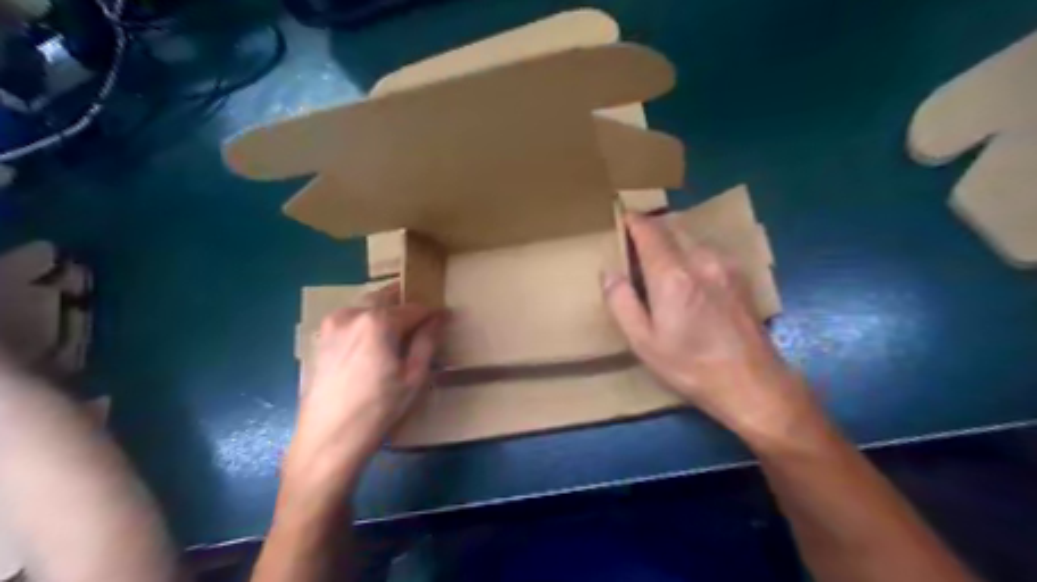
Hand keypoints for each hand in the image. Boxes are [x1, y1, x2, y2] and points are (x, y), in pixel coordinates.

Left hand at [281, 283, 445, 496]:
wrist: (329, 439)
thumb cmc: (379, 409)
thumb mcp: (414, 377)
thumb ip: (427, 341)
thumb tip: (437, 318)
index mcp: (378, 321)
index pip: (414, 307)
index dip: (432, 313)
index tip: (445, 318)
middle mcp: (352, 314)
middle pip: (387, 298)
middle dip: (406, 306)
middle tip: (422, 323)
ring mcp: (332, 325)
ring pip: (367, 307)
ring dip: (386, 312)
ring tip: (400, 334)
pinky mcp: (322, 339)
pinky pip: (352, 320)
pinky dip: (368, 323)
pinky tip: (375, 345)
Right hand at [605, 213, 814, 441]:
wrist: (751, 383)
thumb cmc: (690, 366)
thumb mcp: (643, 342)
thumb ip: (621, 302)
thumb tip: (609, 273)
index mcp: (672, 276)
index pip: (650, 232)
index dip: (634, 221)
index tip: (622, 218)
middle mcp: (701, 260)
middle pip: (672, 229)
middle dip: (652, 229)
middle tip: (636, 244)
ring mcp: (725, 266)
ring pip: (692, 238)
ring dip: (673, 241)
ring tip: (660, 260)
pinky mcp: (740, 276)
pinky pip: (709, 251)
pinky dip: (691, 252)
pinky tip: (689, 275)